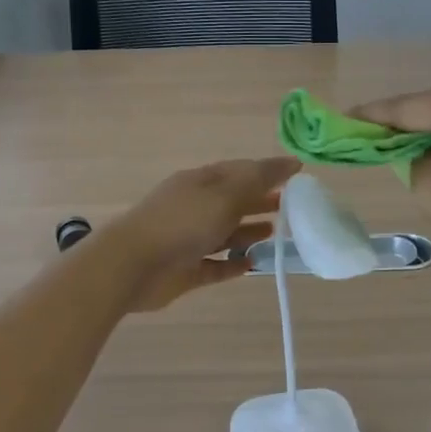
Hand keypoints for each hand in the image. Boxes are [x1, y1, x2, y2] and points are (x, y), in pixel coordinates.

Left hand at [110, 157, 298, 311]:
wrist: (133, 265)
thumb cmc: (182, 222)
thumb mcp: (225, 194)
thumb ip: (259, 179)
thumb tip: (291, 162)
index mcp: (201, 182)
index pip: (240, 170)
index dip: (268, 171)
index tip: (298, 175)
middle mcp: (195, 207)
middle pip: (233, 201)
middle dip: (261, 201)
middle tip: (292, 207)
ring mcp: (188, 239)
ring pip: (225, 233)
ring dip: (249, 232)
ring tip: (276, 234)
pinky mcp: (186, 270)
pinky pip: (215, 265)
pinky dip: (233, 264)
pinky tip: (253, 264)